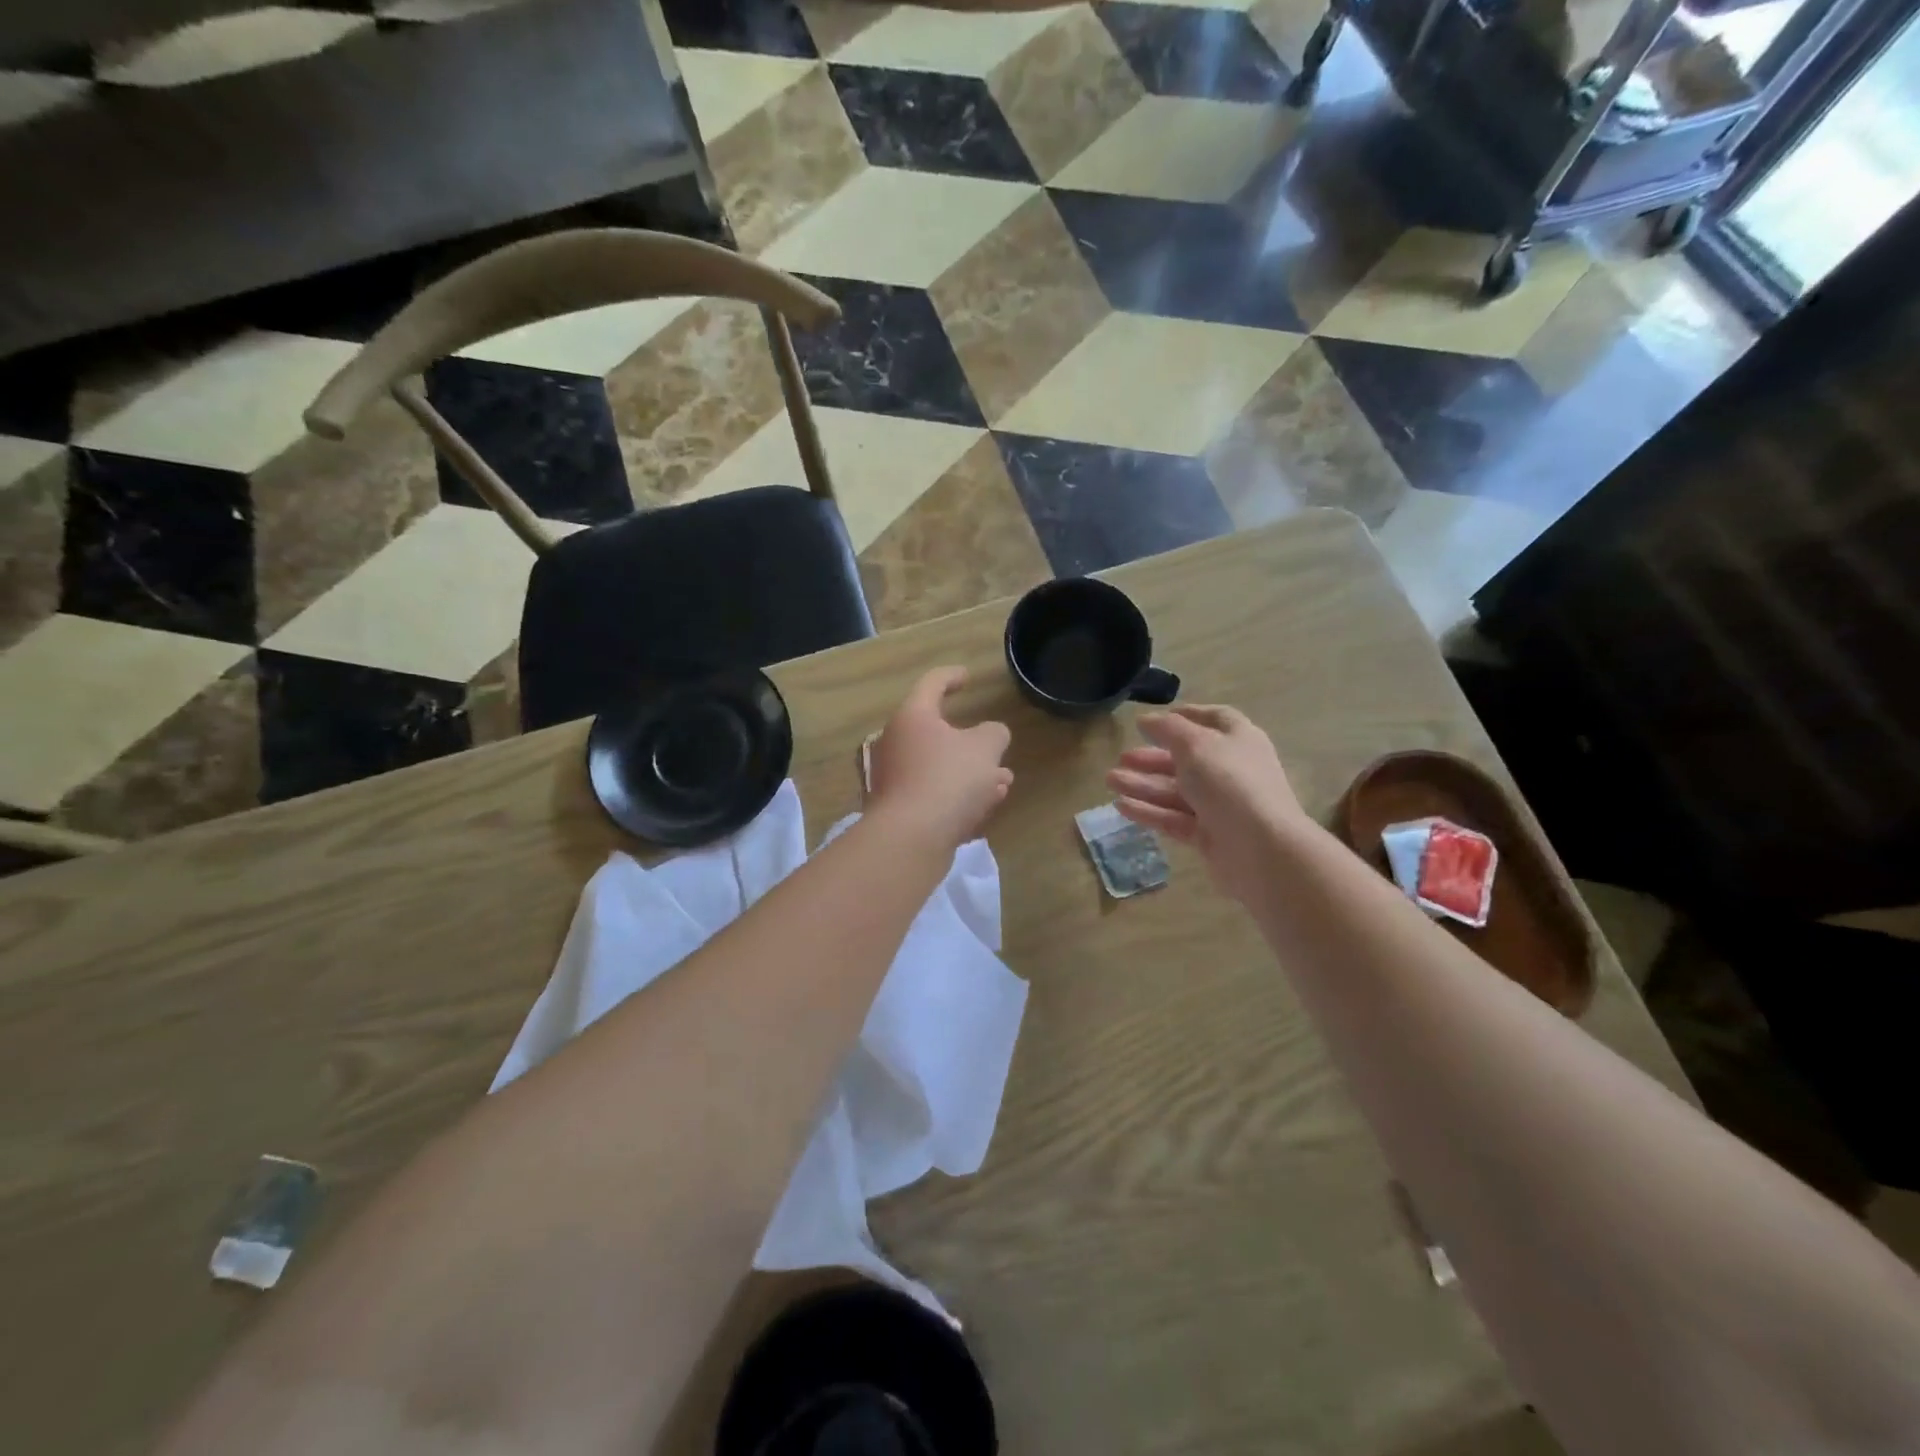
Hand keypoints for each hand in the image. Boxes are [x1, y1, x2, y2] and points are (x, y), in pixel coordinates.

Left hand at [868, 668, 1012, 849]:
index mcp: (913, 717)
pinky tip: (984, 806)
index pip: (932, 684)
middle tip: (995, 745)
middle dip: (972, 741)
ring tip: (1002, 781)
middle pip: (936, 732)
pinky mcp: (897, 809)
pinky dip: (957, 794)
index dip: (952, 677)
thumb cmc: (948, 779)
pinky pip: (932, 792)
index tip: (967, 678)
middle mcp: (895, 742)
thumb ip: (994, 733)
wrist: (911, 838)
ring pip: (939, 766)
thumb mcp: (985, 748)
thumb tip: (991, 734)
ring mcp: (893, 777)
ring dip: (971, 771)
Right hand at [1105, 705, 1306, 903]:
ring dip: (1143, 784)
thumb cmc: (1230, 783)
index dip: (1184, 717)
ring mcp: (1221, 805)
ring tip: (1110, 781)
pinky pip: (1174, 818)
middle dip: (1152, 757)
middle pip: (1187, 759)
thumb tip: (1147, 720)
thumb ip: (1168, 729)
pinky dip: (1149, 811)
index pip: (1213, 720)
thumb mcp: (1196, 744)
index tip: (1152, 722)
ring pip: (1176, 790)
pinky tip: (1121, 806)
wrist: (1261, 849)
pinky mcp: (1209, 835)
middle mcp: (1231, 770)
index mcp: (1238, 740)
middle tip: (1122, 757)